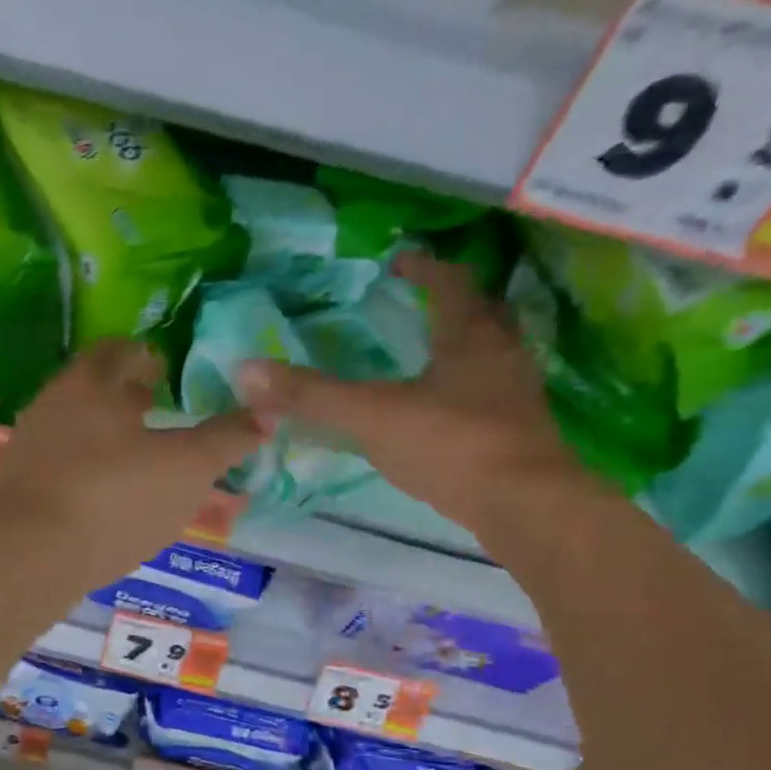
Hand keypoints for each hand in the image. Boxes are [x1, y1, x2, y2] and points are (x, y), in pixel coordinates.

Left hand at [0, 339, 265, 585]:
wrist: (30, 555)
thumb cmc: (116, 497)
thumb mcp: (188, 469)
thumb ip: (226, 440)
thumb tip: (264, 414)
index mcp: (91, 385)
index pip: (117, 352)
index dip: (142, 356)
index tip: (161, 368)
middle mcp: (52, 406)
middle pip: (90, 390)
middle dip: (122, 396)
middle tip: (152, 407)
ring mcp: (28, 449)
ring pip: (72, 429)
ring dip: (102, 435)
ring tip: (134, 456)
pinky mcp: (16, 490)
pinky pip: (58, 467)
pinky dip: (83, 471)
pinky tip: (103, 498)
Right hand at [235, 251, 595, 540]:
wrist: (524, 506)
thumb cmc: (450, 445)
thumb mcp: (371, 417)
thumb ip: (312, 396)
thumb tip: (246, 371)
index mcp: (469, 337)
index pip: (450, 283)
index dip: (424, 269)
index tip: (400, 264)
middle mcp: (502, 355)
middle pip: (484, 314)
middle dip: (454, 304)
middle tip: (421, 307)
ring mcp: (517, 396)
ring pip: (494, 356)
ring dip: (467, 348)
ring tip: (431, 357)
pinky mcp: (521, 435)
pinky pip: (494, 397)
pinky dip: (469, 392)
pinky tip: (445, 415)